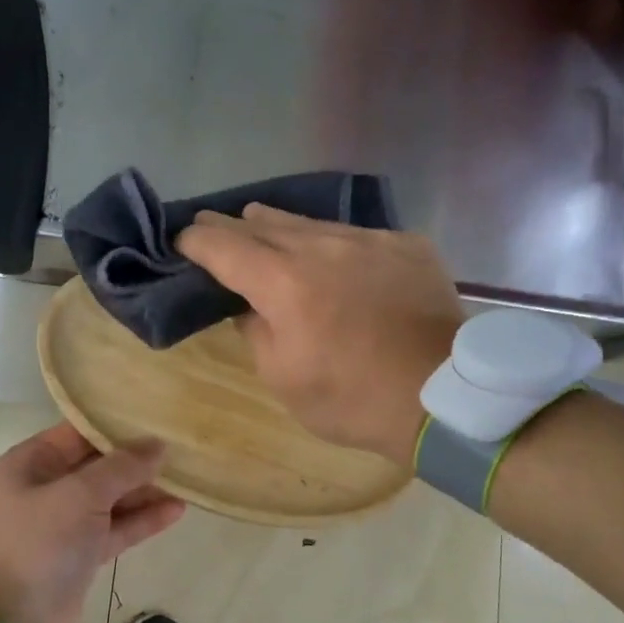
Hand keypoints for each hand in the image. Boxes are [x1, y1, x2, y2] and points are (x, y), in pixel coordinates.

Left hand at [0, 422, 185, 622]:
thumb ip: (122, 467)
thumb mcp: (79, 495)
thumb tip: (157, 444)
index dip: (118, 425)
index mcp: (33, 461)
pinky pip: (116, 528)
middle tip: (182, 448)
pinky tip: (176, 510)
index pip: (81, 431)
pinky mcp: (81, 554)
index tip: (159, 417)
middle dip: (138, 459)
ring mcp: (64, 522)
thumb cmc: (37, 543)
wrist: (7, 622)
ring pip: (111, 498)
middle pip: (99, 464)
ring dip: (145, 491)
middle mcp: (47, 486)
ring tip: (187, 479)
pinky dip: (142, 520)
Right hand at [176, 205, 463, 465]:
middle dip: (231, 227)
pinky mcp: (405, 244)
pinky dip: (331, 245)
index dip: (196, 240)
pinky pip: (354, 236)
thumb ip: (254, 331)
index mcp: (283, 283)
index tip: (181, 240)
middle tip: (212, 229)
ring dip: (279, 228)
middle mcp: (322, 247)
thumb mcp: (282, 378)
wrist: (442, 397)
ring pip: (309, 223)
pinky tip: (332, 260)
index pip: (223, 245)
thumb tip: (246, 305)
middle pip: (263, 223)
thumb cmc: (351, 398)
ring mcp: (368, 240)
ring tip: (262, 229)